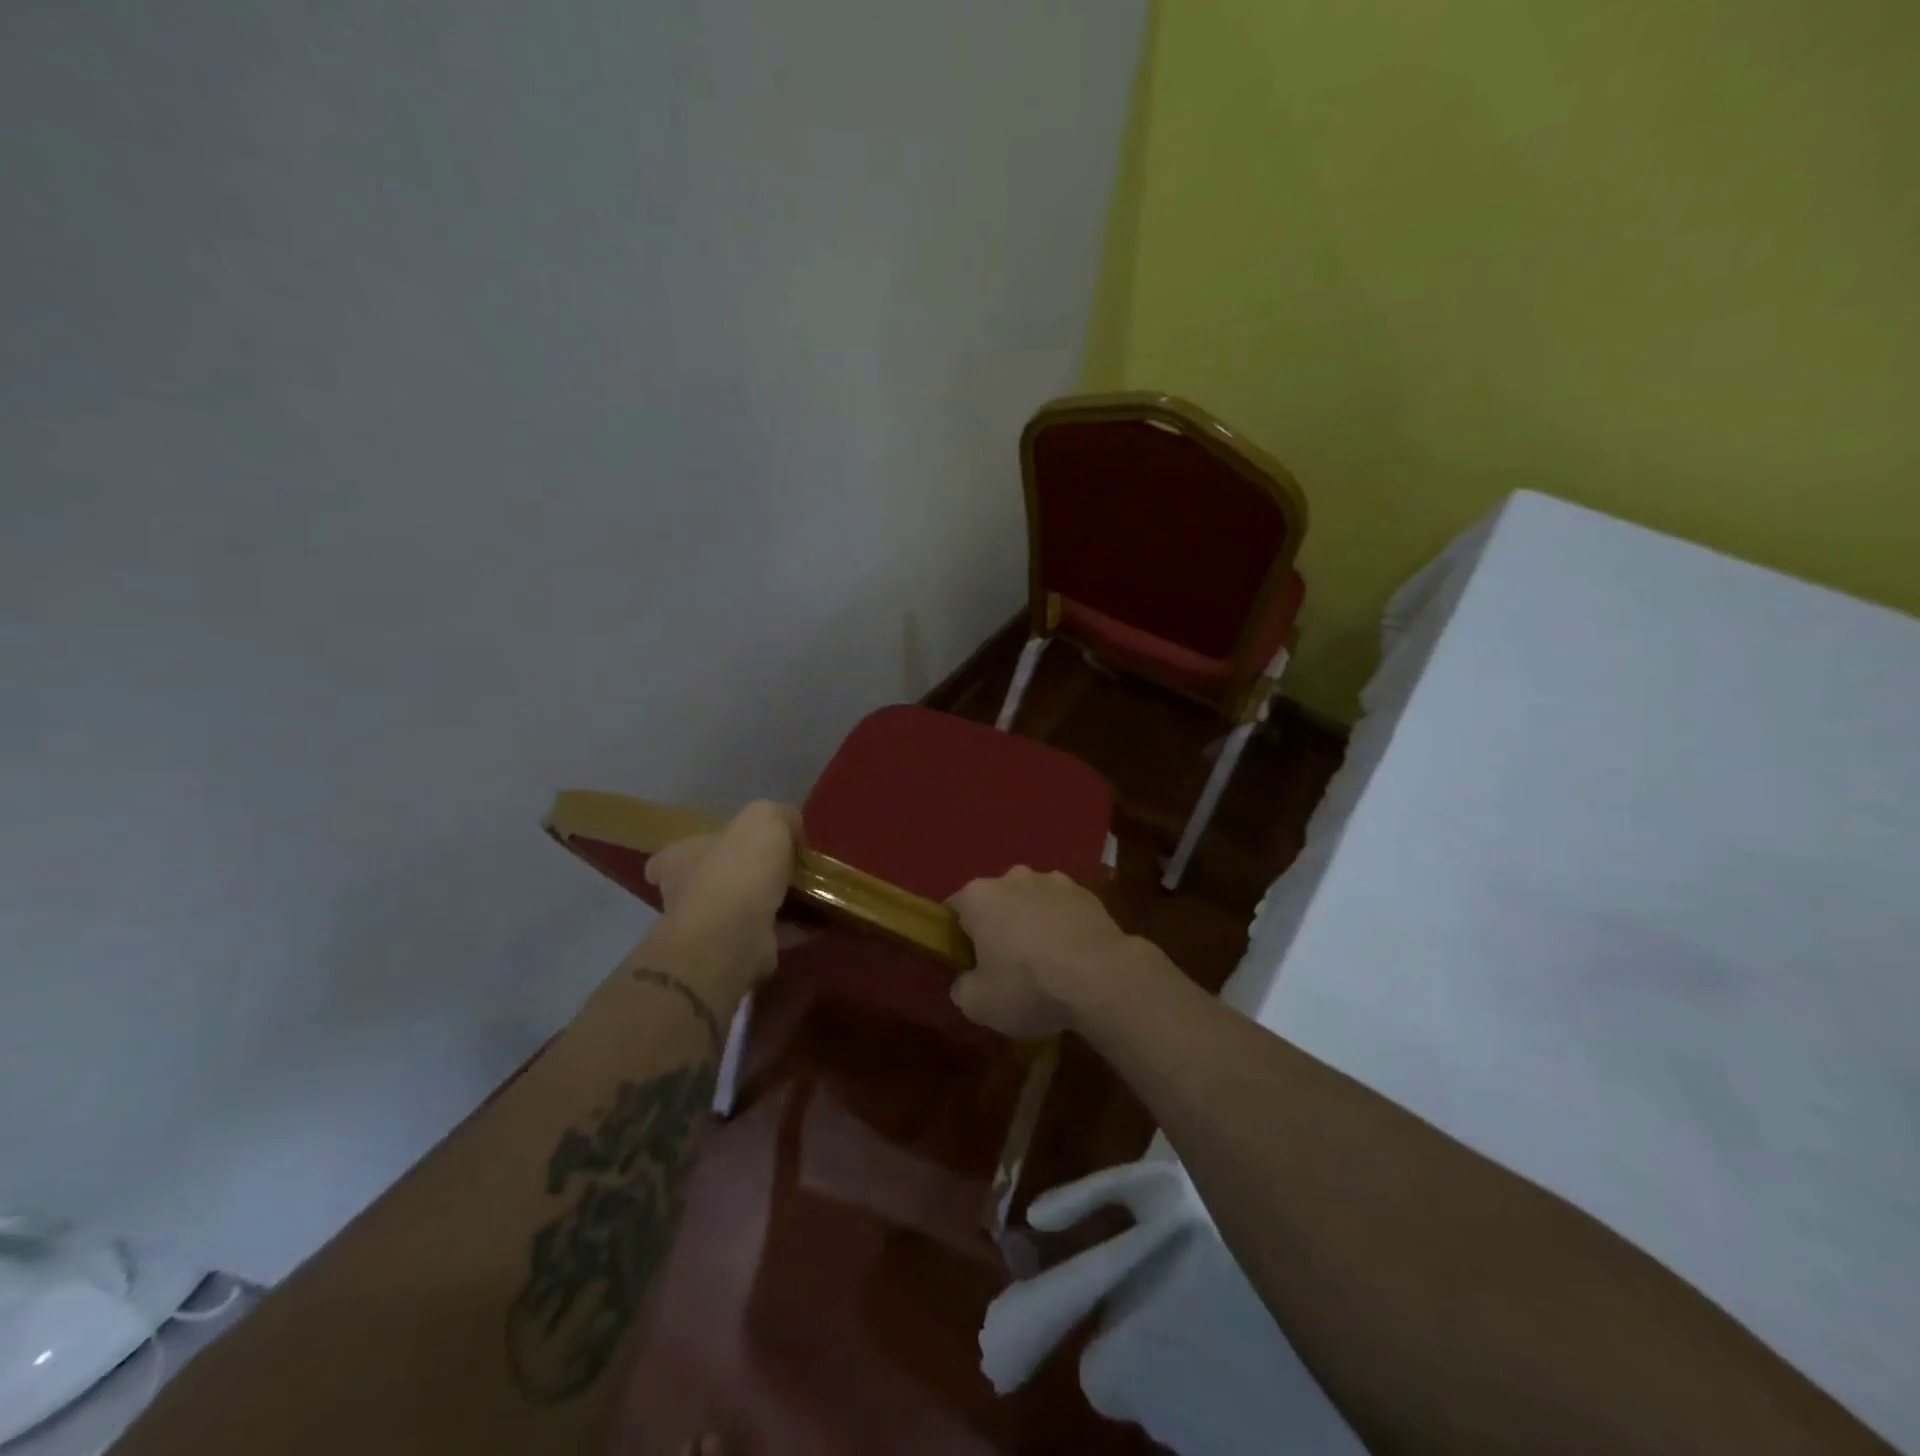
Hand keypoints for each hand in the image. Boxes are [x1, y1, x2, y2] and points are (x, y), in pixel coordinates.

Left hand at [644, 801, 801, 997]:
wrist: (734, 935)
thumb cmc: (739, 868)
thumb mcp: (765, 819)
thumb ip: (779, 816)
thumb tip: (792, 831)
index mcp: (681, 858)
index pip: (677, 852)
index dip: (701, 848)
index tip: (728, 849)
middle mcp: (687, 893)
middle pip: (714, 880)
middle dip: (744, 876)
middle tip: (784, 870)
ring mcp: (709, 927)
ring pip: (743, 908)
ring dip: (771, 903)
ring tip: (810, 895)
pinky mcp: (735, 952)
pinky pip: (768, 934)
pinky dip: (791, 928)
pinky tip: (818, 921)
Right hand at [946, 868, 1133, 1037]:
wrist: (1101, 977)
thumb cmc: (1028, 986)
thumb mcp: (979, 1004)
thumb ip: (962, 989)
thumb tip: (965, 982)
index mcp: (979, 896)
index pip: (955, 909)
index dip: (958, 936)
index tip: (968, 962)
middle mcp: (1013, 878)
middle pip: (996, 901)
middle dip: (998, 926)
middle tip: (1006, 965)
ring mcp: (1054, 881)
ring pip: (1032, 901)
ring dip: (1033, 923)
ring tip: (1046, 962)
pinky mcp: (1087, 893)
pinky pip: (1064, 909)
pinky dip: (1063, 926)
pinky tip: (1073, 957)